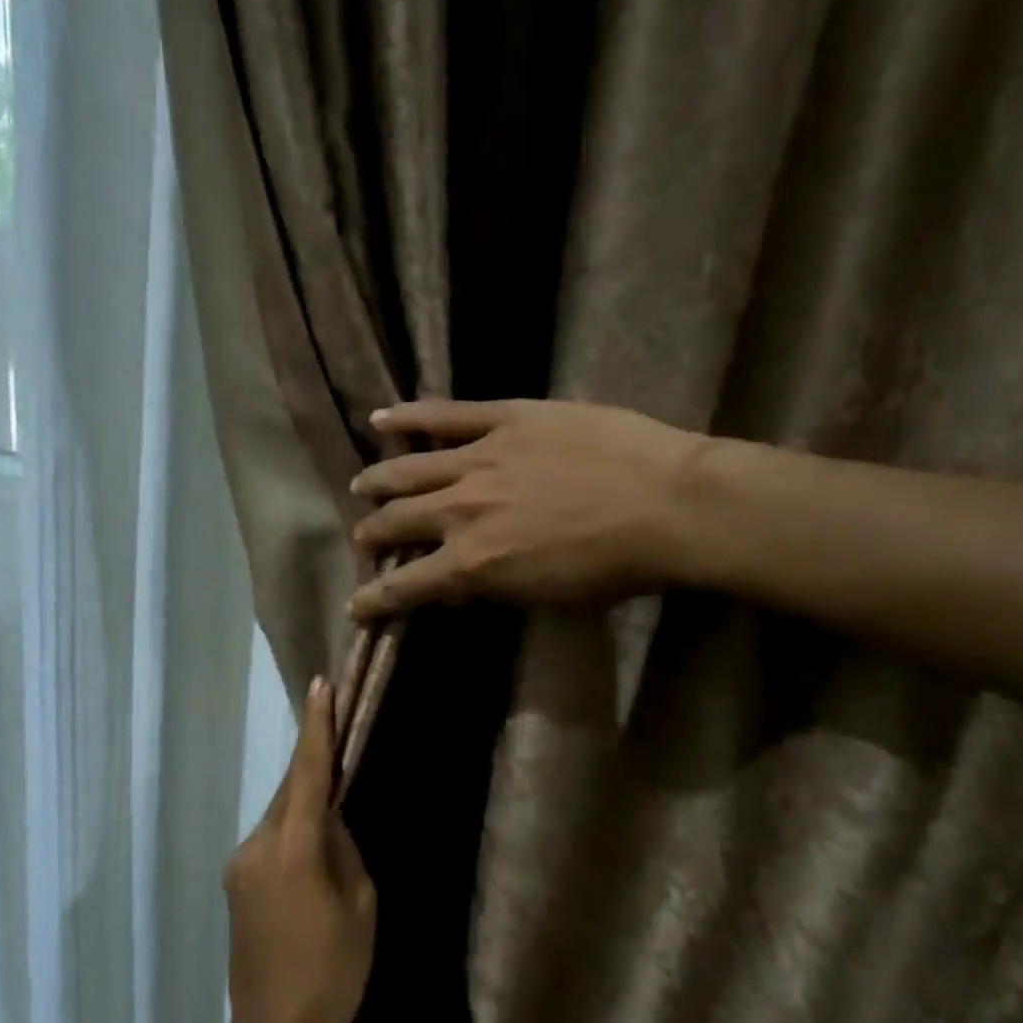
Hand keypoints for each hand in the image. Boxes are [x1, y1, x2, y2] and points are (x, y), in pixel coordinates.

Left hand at [222, 679, 375, 1022]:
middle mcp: (258, 844)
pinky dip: (293, 825)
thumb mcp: (359, 907)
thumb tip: (331, 817)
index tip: (321, 685)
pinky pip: (270, 837)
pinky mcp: (235, 881)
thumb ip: (344, 849)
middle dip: (314, 759)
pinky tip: (312, 839)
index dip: (317, 727)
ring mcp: (241, 863)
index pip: (309, 773)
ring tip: (334, 791)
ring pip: (280, 812)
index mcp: (293, 849)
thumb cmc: (333, 972)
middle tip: (337, 728)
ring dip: (304, 797)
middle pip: (291, 788)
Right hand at [348, 399, 710, 620]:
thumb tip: (459, 584)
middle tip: (366, 540)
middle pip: (395, 523)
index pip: (404, 587)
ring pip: (407, 469)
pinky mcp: (504, 419)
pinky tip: (380, 417)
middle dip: (371, 536)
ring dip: (378, 482)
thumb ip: (493, 587)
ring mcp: (477, 459)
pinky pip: (444, 415)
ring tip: (362, 486)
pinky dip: (407, 417)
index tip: (354, 607)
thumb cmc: (615, 567)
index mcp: (471, 563)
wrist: (667, 506)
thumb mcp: (546, 597)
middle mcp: (459, 511)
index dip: (371, 600)